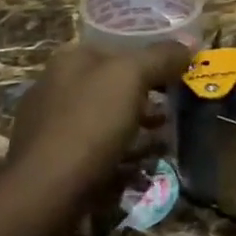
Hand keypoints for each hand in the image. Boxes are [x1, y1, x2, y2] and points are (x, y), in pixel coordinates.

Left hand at [6, 40, 194, 194]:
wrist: (45, 193)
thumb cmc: (89, 124)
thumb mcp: (131, 77)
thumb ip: (161, 56)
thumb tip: (190, 42)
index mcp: (70, 60)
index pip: (118, 49)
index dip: (152, 58)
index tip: (180, 75)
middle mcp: (56, 87)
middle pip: (114, 86)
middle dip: (147, 97)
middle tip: (176, 110)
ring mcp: (51, 127)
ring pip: (107, 120)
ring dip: (138, 128)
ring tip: (165, 141)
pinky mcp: (54, 162)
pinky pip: (97, 151)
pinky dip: (121, 155)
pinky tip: (140, 168)